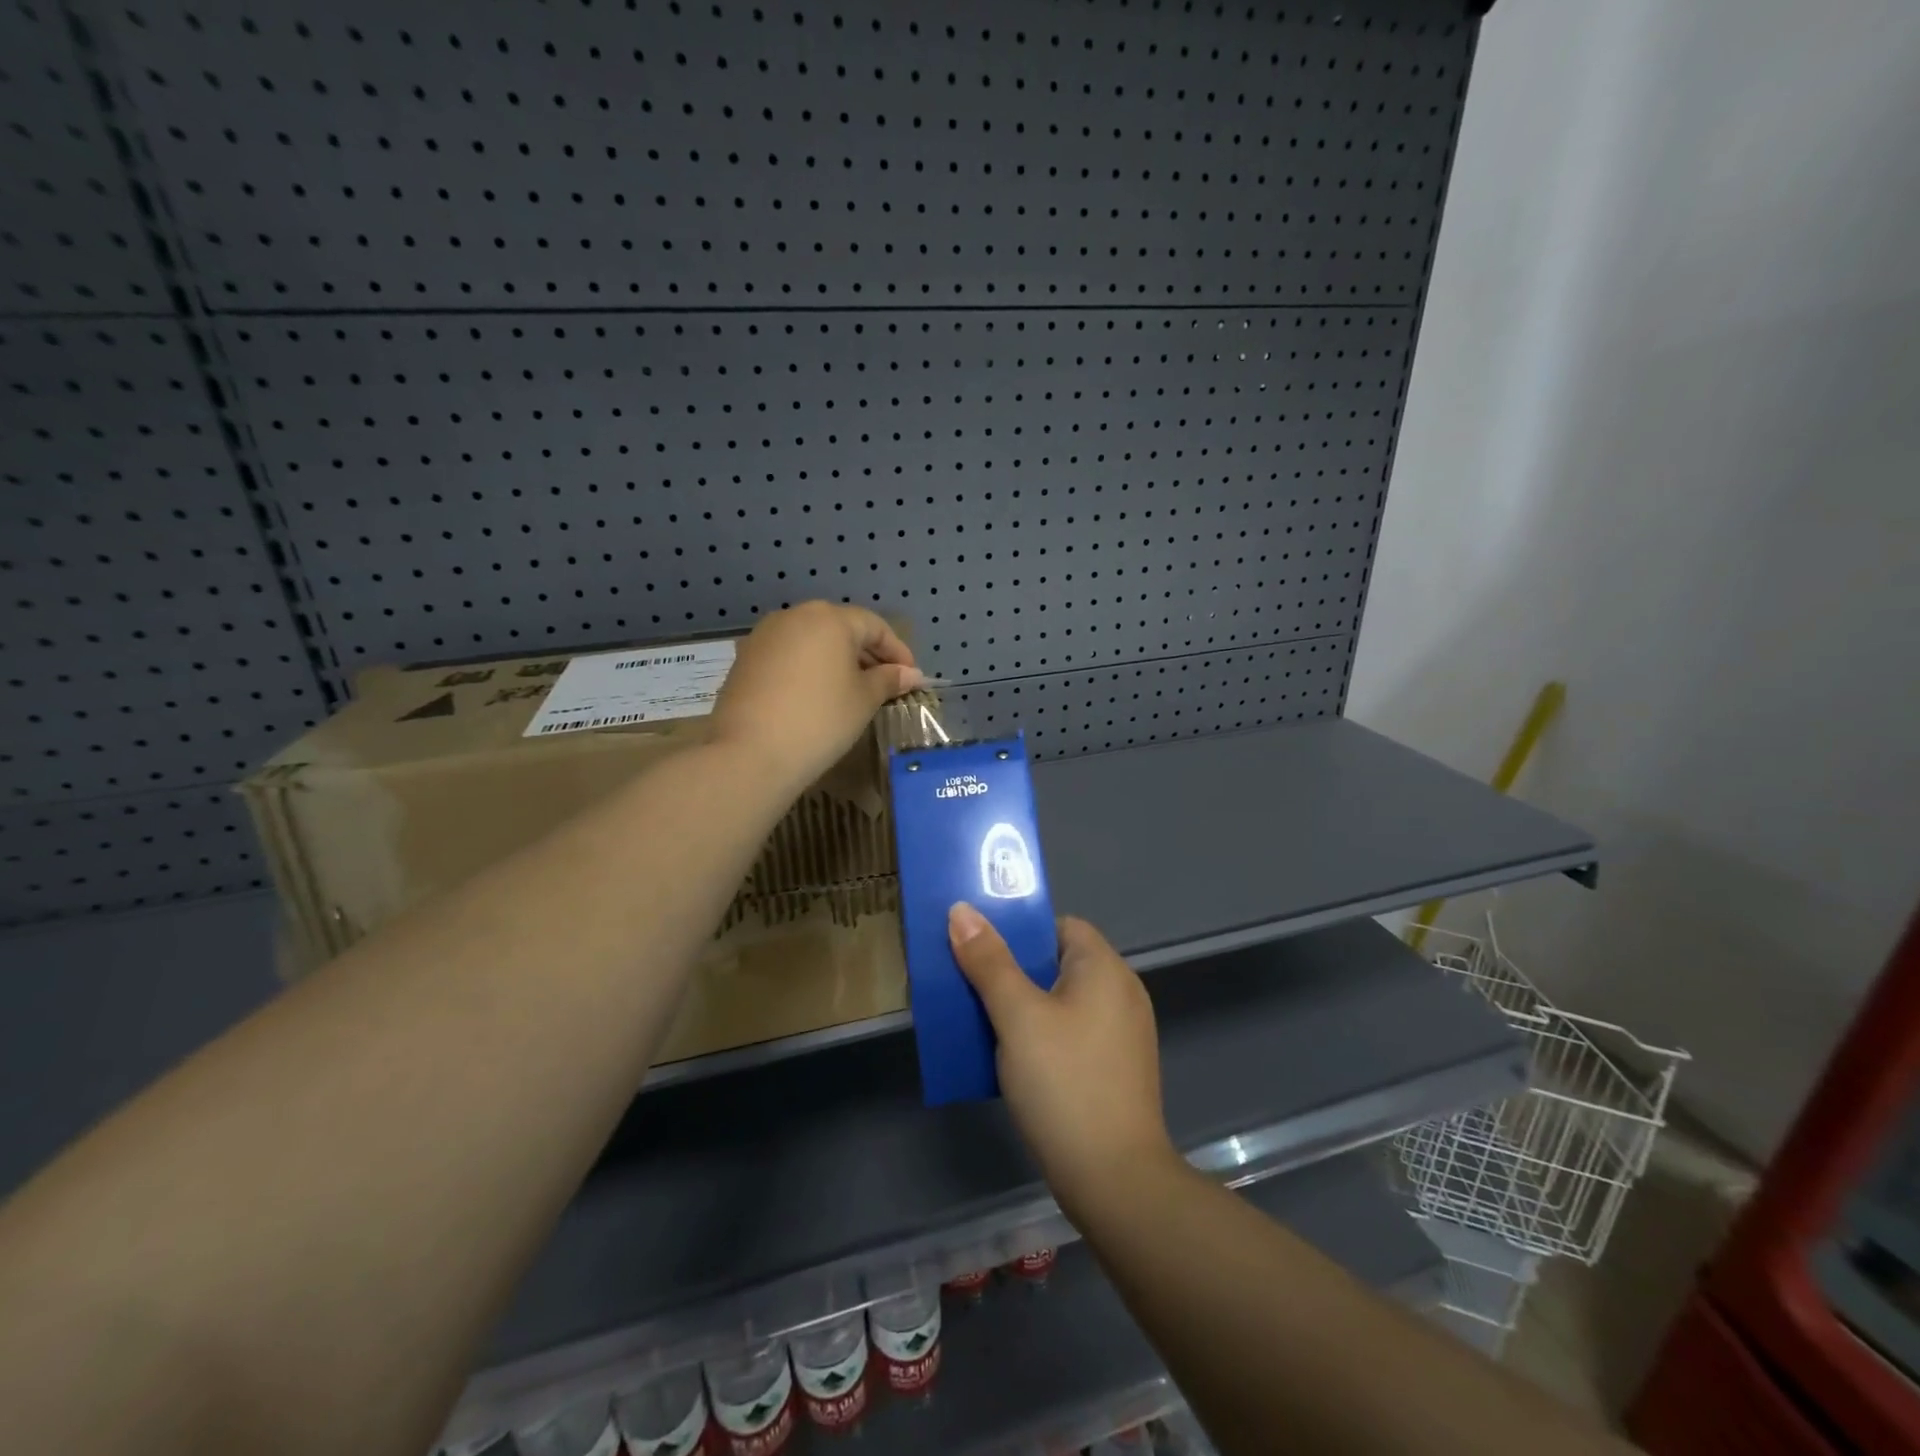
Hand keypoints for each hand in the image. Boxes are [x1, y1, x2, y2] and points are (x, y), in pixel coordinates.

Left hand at [707, 602, 924, 790]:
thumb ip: (888, 680)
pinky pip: (788, 655)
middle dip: (866, 654)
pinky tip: (816, 696)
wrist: (750, 753)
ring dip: (836, 661)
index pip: (874, 626)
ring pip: (812, 641)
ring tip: (851, 691)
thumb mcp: (864, 700)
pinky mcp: (745, 659)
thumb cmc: (821, 720)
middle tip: (884, 684)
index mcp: (829, 618)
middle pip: (841, 628)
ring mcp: (765, 636)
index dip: (897, 651)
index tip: (911, 677)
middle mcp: (795, 616)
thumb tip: (910, 674)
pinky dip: (808, 669)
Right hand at [948, 906, 1178, 1220]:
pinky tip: (1011, 1058)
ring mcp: (1122, 1034)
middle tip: (969, 983)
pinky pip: (1071, 1033)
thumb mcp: (1016, 1016)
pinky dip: (1041, 1035)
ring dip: (1022, 1006)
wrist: (1114, 1180)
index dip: (1019, 931)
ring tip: (980, 1019)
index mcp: (1105, 968)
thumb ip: (988, 961)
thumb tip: (961, 909)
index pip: (1060, 926)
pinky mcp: (1116, 1069)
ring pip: (1061, 1001)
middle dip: (1012, 970)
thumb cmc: (1064, 1083)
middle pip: (1058, 962)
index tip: (980, 948)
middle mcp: (1121, 992)